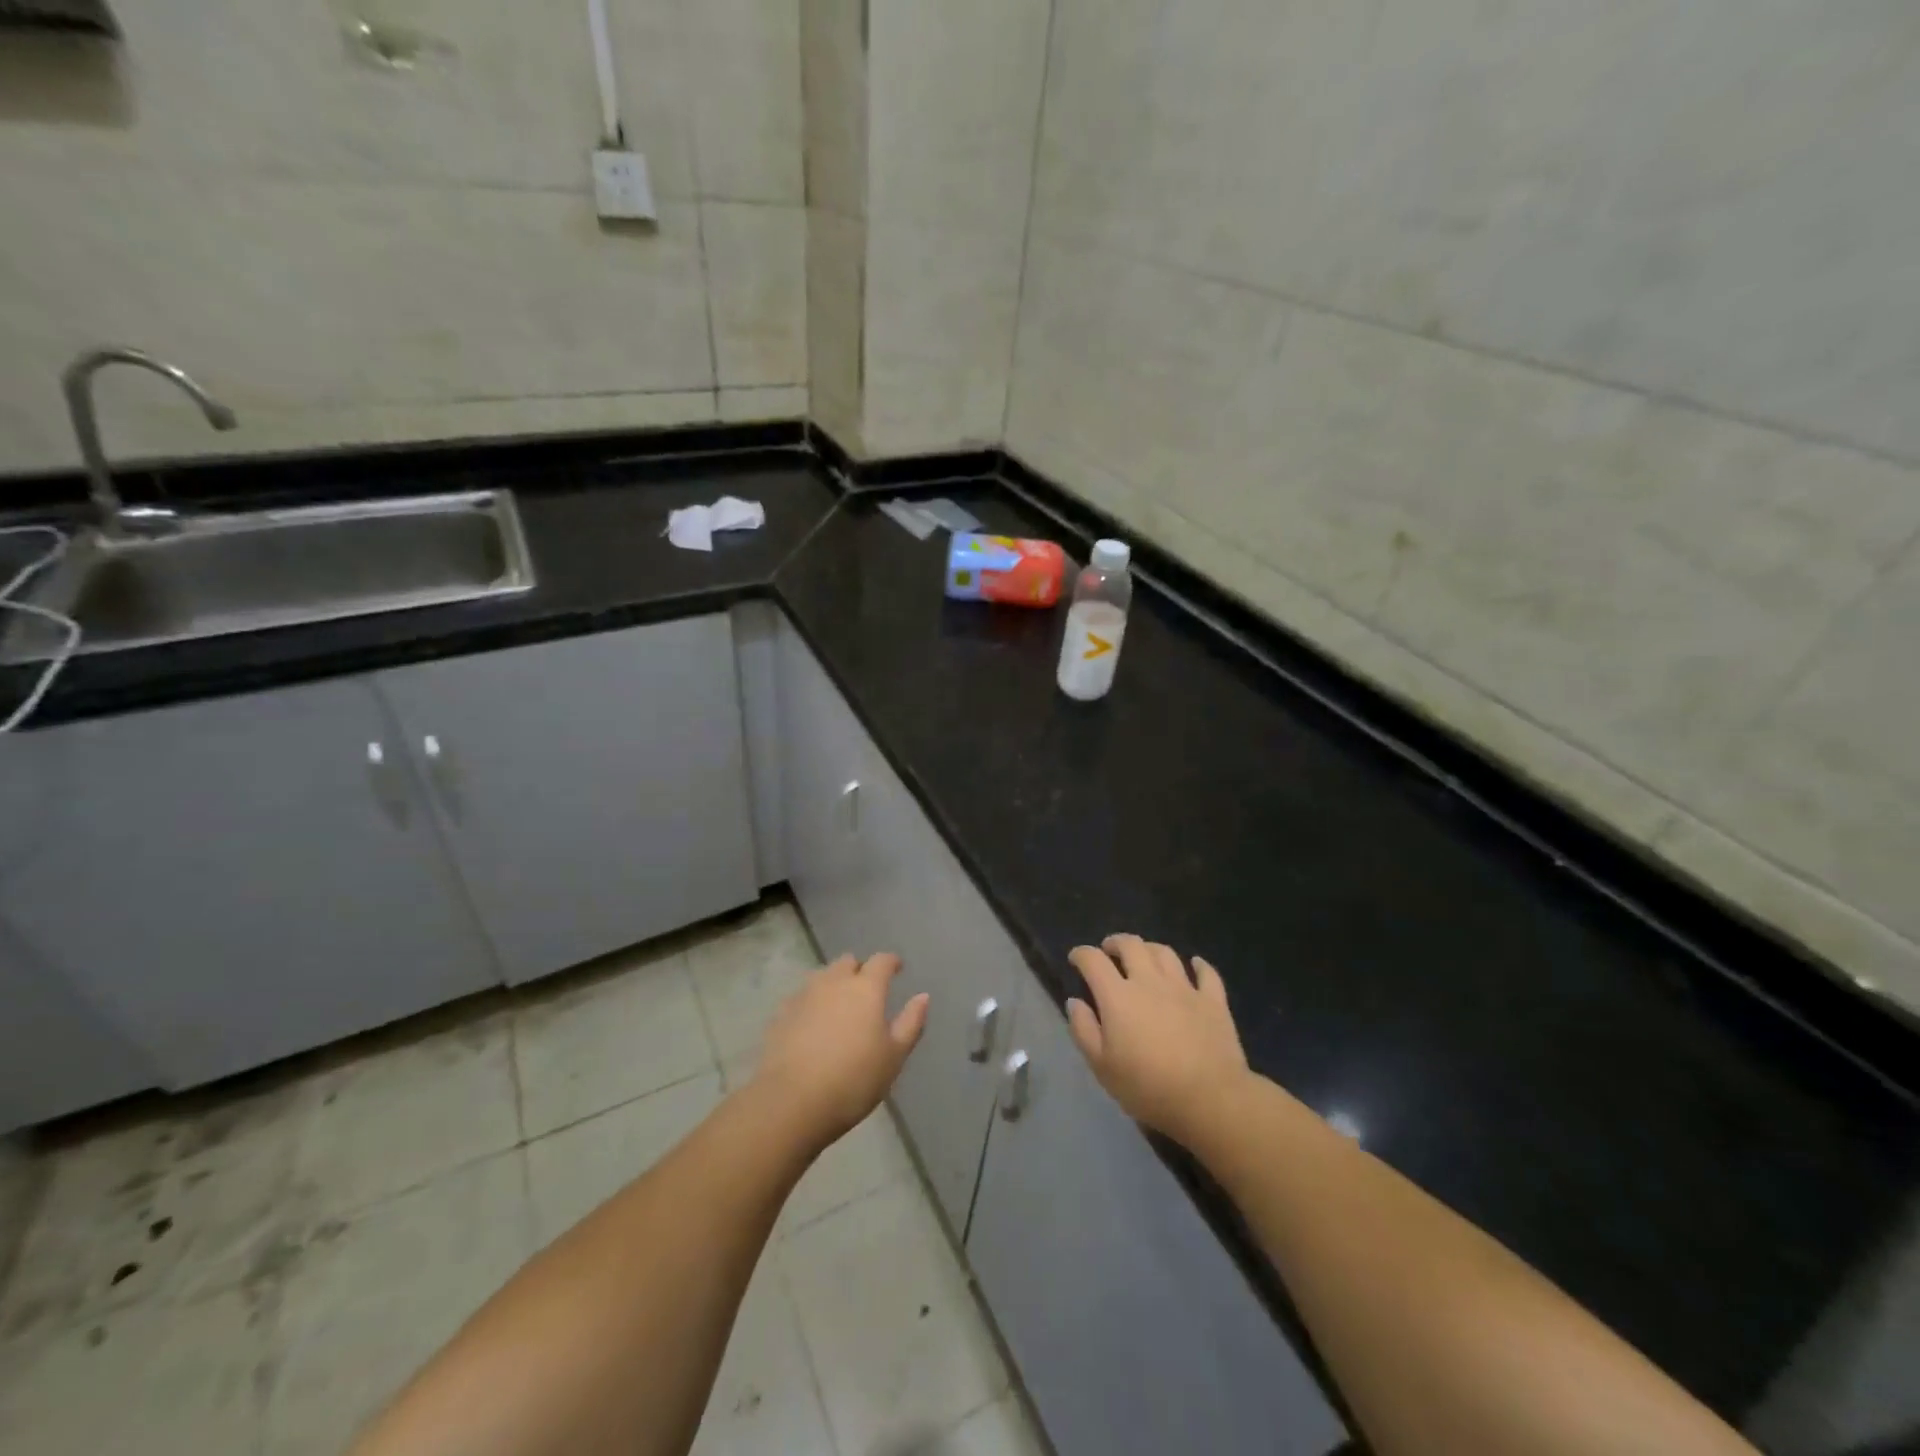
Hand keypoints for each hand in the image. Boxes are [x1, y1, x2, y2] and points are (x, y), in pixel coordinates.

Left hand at [753, 952, 929, 1147]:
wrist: (790, 1103)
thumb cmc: (853, 1080)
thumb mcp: (893, 1057)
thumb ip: (910, 1022)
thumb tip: (923, 996)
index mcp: (866, 988)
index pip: (881, 961)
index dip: (891, 962)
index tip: (897, 968)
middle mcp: (834, 982)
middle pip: (847, 962)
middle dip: (859, 970)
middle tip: (867, 990)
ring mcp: (804, 996)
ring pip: (822, 977)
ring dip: (834, 984)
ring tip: (840, 1007)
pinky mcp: (781, 1015)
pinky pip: (802, 998)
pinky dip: (812, 1004)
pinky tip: (813, 1025)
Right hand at [1067, 935, 1251, 1145]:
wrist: (1210, 1099)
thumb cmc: (1148, 1087)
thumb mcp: (1102, 1067)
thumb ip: (1084, 1030)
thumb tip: (1075, 1002)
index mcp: (1118, 996)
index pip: (1093, 960)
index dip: (1081, 954)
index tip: (1076, 959)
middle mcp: (1150, 981)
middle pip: (1131, 945)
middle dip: (1115, 942)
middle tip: (1109, 950)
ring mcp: (1185, 988)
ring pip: (1165, 953)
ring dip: (1150, 949)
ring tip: (1144, 956)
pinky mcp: (1213, 1001)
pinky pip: (1206, 973)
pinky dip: (1199, 965)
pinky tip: (1195, 965)